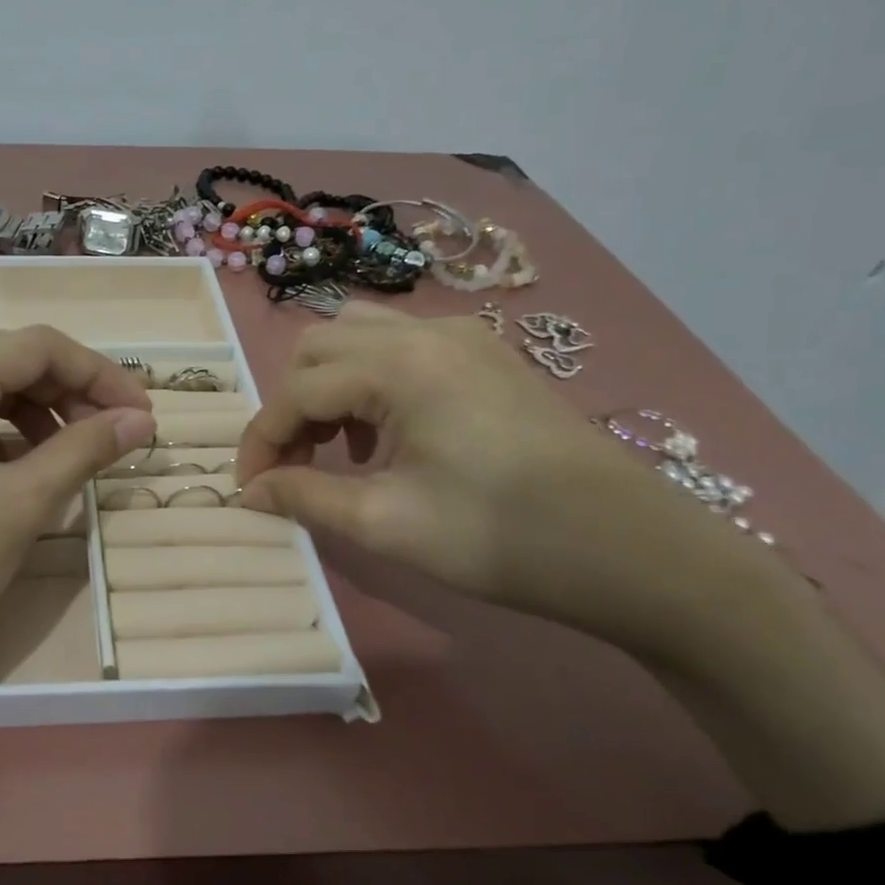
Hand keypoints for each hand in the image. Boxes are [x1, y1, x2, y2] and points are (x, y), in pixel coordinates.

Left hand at [0, 327, 153, 702]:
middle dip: (65, 396)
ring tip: (64, 462)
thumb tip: (142, 420)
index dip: (100, 375)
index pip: (38, 346)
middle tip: (108, 441)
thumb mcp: (22, 504)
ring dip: (29, 417)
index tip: (142, 414)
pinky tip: (12, 476)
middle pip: (4, 363)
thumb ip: (86, 448)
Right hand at [236, 303, 766, 641]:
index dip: (260, 441)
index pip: (295, 391)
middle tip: (296, 465)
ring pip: (358, 337)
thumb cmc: (502, 538)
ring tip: (340, 446)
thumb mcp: (386, 524)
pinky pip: (401, 347)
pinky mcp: (487, 356)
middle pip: (318, 348)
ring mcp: (462, 338)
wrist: (634, 551)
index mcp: (398, 366)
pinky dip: (370, 381)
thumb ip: (305, 497)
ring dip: (329, 386)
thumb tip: (249, 493)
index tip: (249, 489)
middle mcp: (425, 333)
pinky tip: (389, 435)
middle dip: (291, 405)